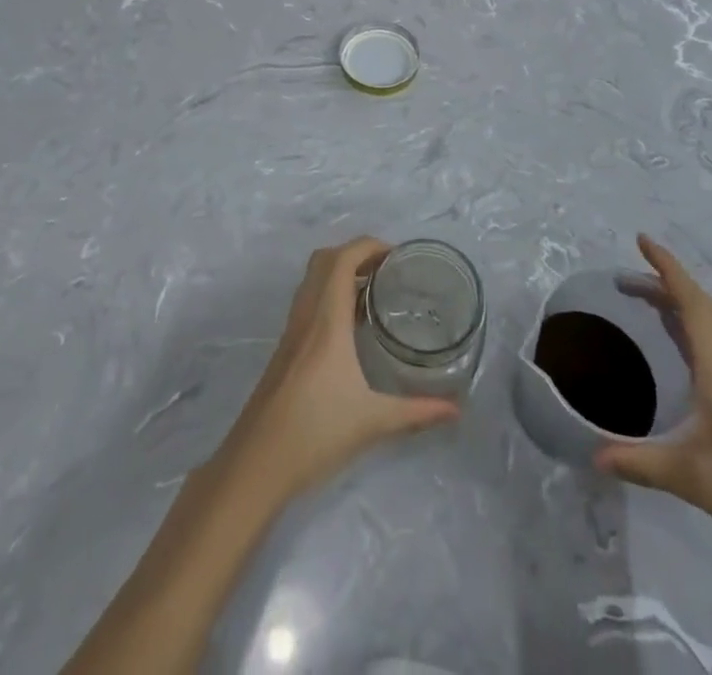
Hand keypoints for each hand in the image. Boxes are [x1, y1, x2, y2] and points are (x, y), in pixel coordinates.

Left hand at [220, 238, 458, 503]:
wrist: (255, 465)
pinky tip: (350, 327)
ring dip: (340, 273)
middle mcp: (306, 315)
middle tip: (388, 270)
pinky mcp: (285, 349)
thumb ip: (417, 412)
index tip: (398, 256)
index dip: (369, 246)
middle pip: (325, 260)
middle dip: (356, 253)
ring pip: (312, 280)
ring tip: (374, 292)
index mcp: (326, 320)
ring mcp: (292, 331)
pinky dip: (329, 295)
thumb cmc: (315, 434)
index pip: (342, 260)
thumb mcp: (373, 422)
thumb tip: (456, 410)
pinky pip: (308, 302)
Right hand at [595, 235, 711, 556]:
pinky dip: (696, 329)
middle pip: (704, 305)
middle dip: (668, 285)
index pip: (692, 303)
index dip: (667, 268)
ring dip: (685, 304)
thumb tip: (595, 458)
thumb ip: (642, 463)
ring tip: (654, 309)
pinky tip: (683, 354)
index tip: (642, 240)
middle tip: (631, 285)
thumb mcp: (693, 477)